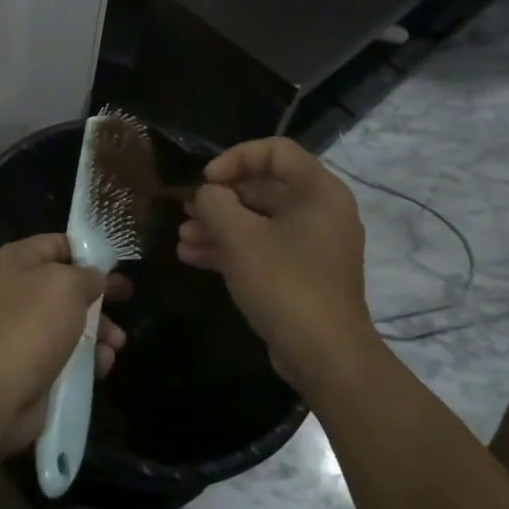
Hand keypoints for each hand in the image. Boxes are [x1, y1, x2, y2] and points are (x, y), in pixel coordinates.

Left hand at [0, 233, 130, 454]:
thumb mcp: (66, 285)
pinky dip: (86, 356)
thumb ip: (87, 275)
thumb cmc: (31, 325)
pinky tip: (104, 363)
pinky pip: (64, 353)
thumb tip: (95, 278)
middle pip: (64, 284)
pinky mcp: (29, 364)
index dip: (87, 251)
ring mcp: (20, 329)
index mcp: (12, 261)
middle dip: (97, 294)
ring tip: (117, 341)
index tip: (116, 263)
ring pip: (68, 321)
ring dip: (97, 329)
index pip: (55, 243)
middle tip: (127, 297)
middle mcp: (13, 291)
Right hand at [178, 138, 369, 374]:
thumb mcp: (239, 237)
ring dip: (218, 225)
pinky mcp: (301, 273)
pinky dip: (231, 248)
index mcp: (318, 192)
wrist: (325, 357)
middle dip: (219, 198)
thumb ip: (214, 203)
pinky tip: (193, 257)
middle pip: (263, 187)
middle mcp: (320, 212)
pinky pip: (263, 247)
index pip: (275, 151)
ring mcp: (312, 245)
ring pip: (258, 220)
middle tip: (186, 210)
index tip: (208, 180)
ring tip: (183, 238)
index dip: (235, 158)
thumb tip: (206, 194)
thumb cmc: (284, 284)